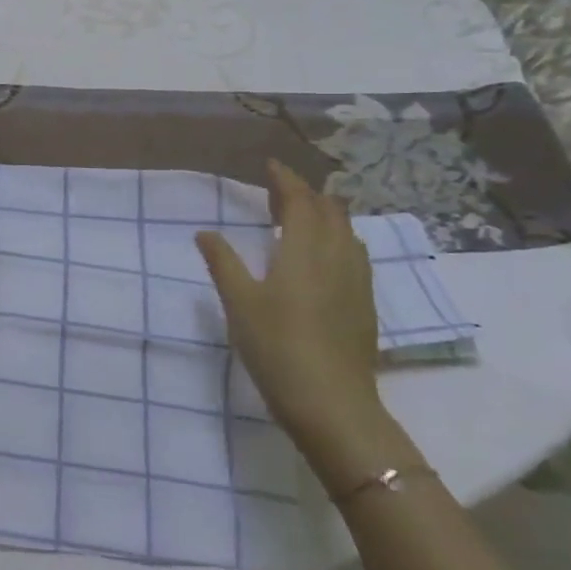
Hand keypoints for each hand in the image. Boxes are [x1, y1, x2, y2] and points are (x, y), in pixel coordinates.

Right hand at [196, 162, 384, 454]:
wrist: (332, 404)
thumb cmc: (277, 347)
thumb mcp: (238, 303)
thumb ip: (223, 262)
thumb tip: (205, 232)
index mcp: (304, 251)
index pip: (300, 201)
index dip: (286, 180)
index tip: (270, 165)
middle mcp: (337, 257)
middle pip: (330, 211)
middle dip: (307, 194)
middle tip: (279, 191)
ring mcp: (357, 282)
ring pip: (347, 232)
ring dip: (326, 215)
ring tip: (302, 216)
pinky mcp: (365, 305)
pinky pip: (355, 254)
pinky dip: (337, 239)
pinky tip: (324, 257)